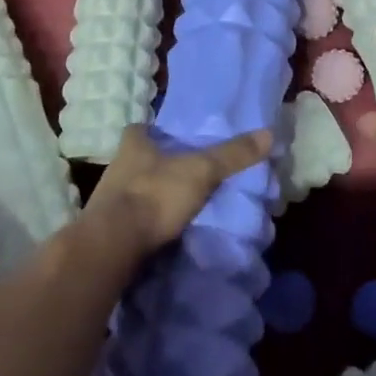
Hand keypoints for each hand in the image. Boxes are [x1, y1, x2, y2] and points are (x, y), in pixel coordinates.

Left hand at [83, 124, 273, 259]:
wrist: (111, 247)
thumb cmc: (154, 194)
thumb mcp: (201, 171)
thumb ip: (232, 155)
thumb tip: (269, 133)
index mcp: (133, 143)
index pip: (141, 128)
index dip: (154, 131)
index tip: (172, 136)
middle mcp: (116, 166)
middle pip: (138, 158)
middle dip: (157, 164)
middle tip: (182, 170)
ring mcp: (107, 200)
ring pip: (134, 189)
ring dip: (151, 194)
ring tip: (178, 202)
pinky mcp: (106, 229)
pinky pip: (130, 219)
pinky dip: (145, 221)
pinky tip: (162, 229)